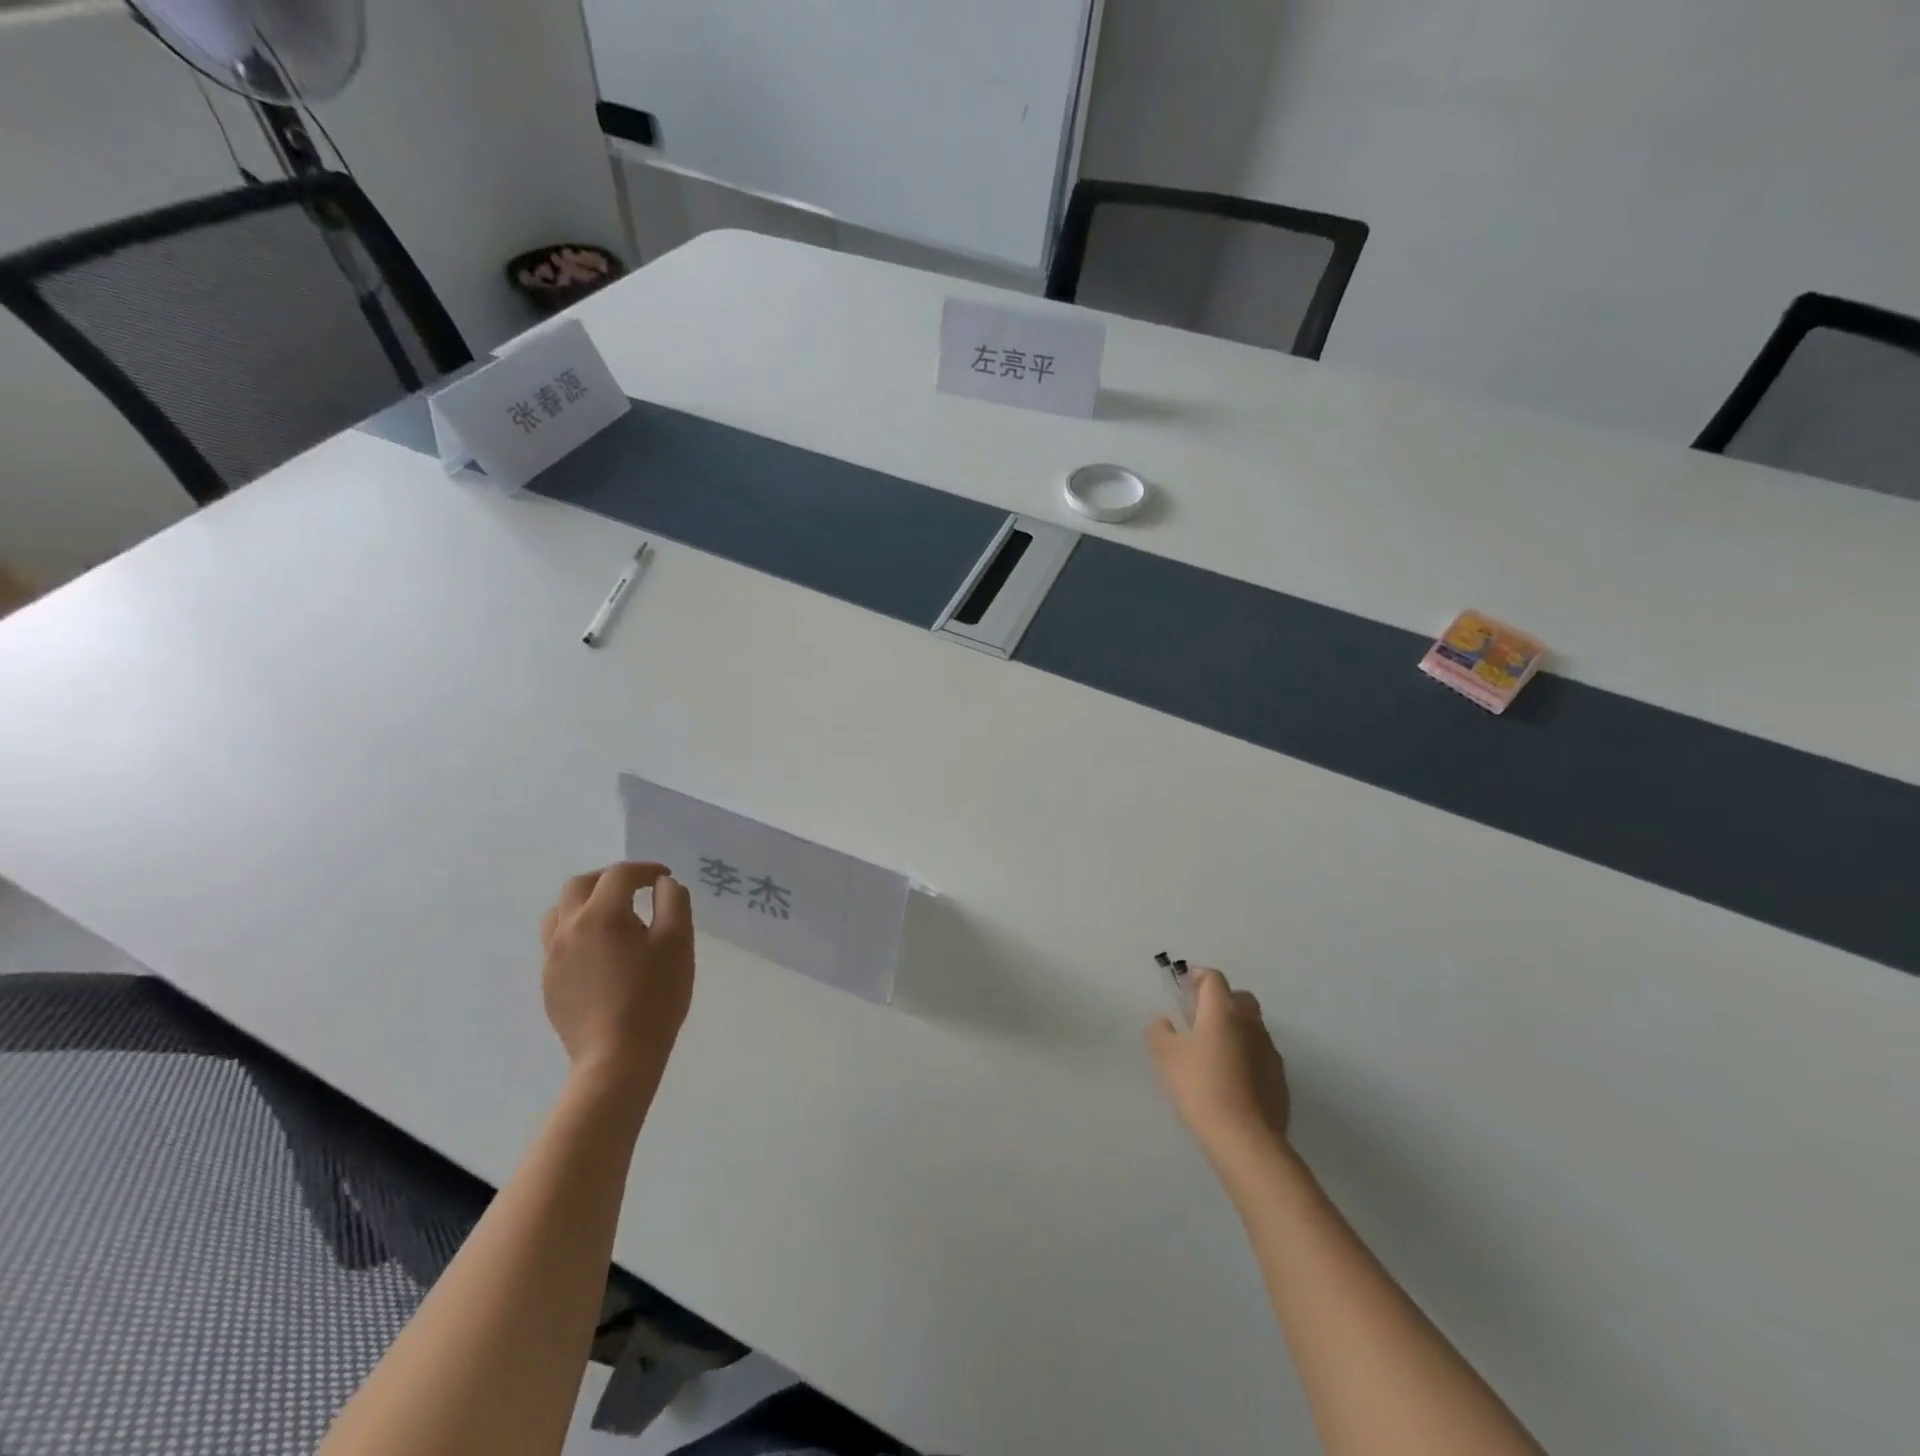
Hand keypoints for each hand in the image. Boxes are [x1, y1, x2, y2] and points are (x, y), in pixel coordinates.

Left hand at [540, 862, 693, 1096]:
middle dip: (609, 879)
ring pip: (559, 912)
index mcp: (602, 915)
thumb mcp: (678, 943)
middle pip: (580, 885)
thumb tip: (664, 884)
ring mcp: (552, 957)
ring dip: (585, 902)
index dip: (645, 870)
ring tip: (612, 914)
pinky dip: (577, 930)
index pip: (619, 875)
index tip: (664, 878)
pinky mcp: (549, 982)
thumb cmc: (655, 997)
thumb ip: (674, 903)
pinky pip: (556, 941)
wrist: (617, 1058)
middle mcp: (569, 929)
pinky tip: (601, 950)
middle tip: (636, 888)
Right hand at [1148, 969, 1290, 1162]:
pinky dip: (1246, 1055)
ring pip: (1253, 1027)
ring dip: (1235, 1028)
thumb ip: (1160, 1032)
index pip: (1214, 979)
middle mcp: (1250, 1024)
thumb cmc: (1200, 1087)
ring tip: (1215, 1049)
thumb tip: (1165, 1022)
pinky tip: (1232, 1077)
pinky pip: (1261, 1054)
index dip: (1199, 975)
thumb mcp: (1165, 1056)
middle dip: (1222, 999)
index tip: (1186, 982)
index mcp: (1222, 1012)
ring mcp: (1269, 1051)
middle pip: (1240, 998)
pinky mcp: (1279, 1078)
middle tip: (1201, 1015)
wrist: (1245, 1138)